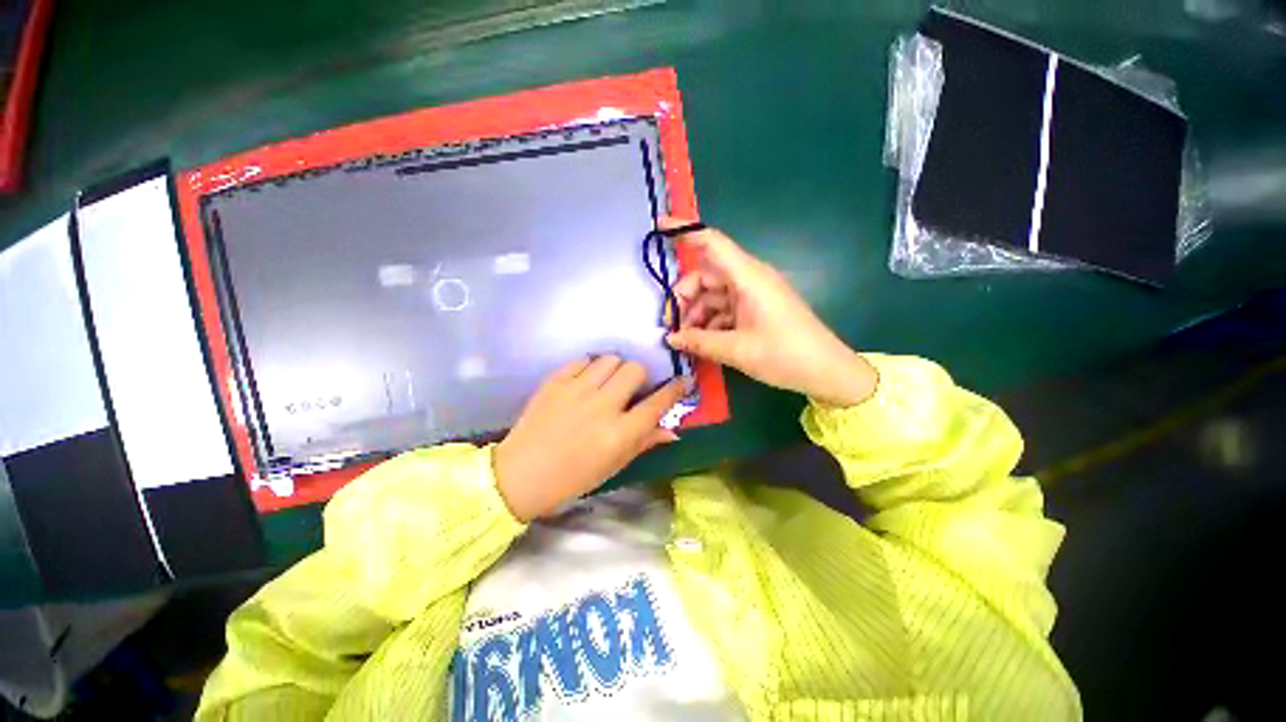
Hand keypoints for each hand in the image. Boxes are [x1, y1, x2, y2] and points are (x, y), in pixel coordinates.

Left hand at [493, 356, 684, 521]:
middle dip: (640, 377)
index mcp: (619, 434)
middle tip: (630, 389)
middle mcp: (602, 406)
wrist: (520, 474)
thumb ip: (644, 443)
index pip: (657, 403)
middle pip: (635, 369)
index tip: (682, 381)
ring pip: (611, 359)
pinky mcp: (555, 381)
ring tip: (606, 383)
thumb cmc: (572, 478)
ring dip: (615, 369)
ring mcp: (576, 390)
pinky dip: (589, 368)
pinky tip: (585, 382)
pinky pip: (583, 360)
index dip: (674, 389)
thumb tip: (672, 430)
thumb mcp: (614, 465)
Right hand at [663, 217, 876, 406]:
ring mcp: (754, 294)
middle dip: (684, 297)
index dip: (684, 230)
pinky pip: (725, 309)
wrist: (826, 371)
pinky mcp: (756, 309)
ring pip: (713, 295)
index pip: (712, 242)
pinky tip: (703, 343)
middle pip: (706, 275)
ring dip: (696, 314)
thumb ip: (699, 342)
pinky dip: (711, 323)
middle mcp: (749, 279)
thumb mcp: (736, 350)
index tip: (657, 227)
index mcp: (748, 277)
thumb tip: (670, 338)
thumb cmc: (784, 355)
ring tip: (686, 341)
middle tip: (671, 325)